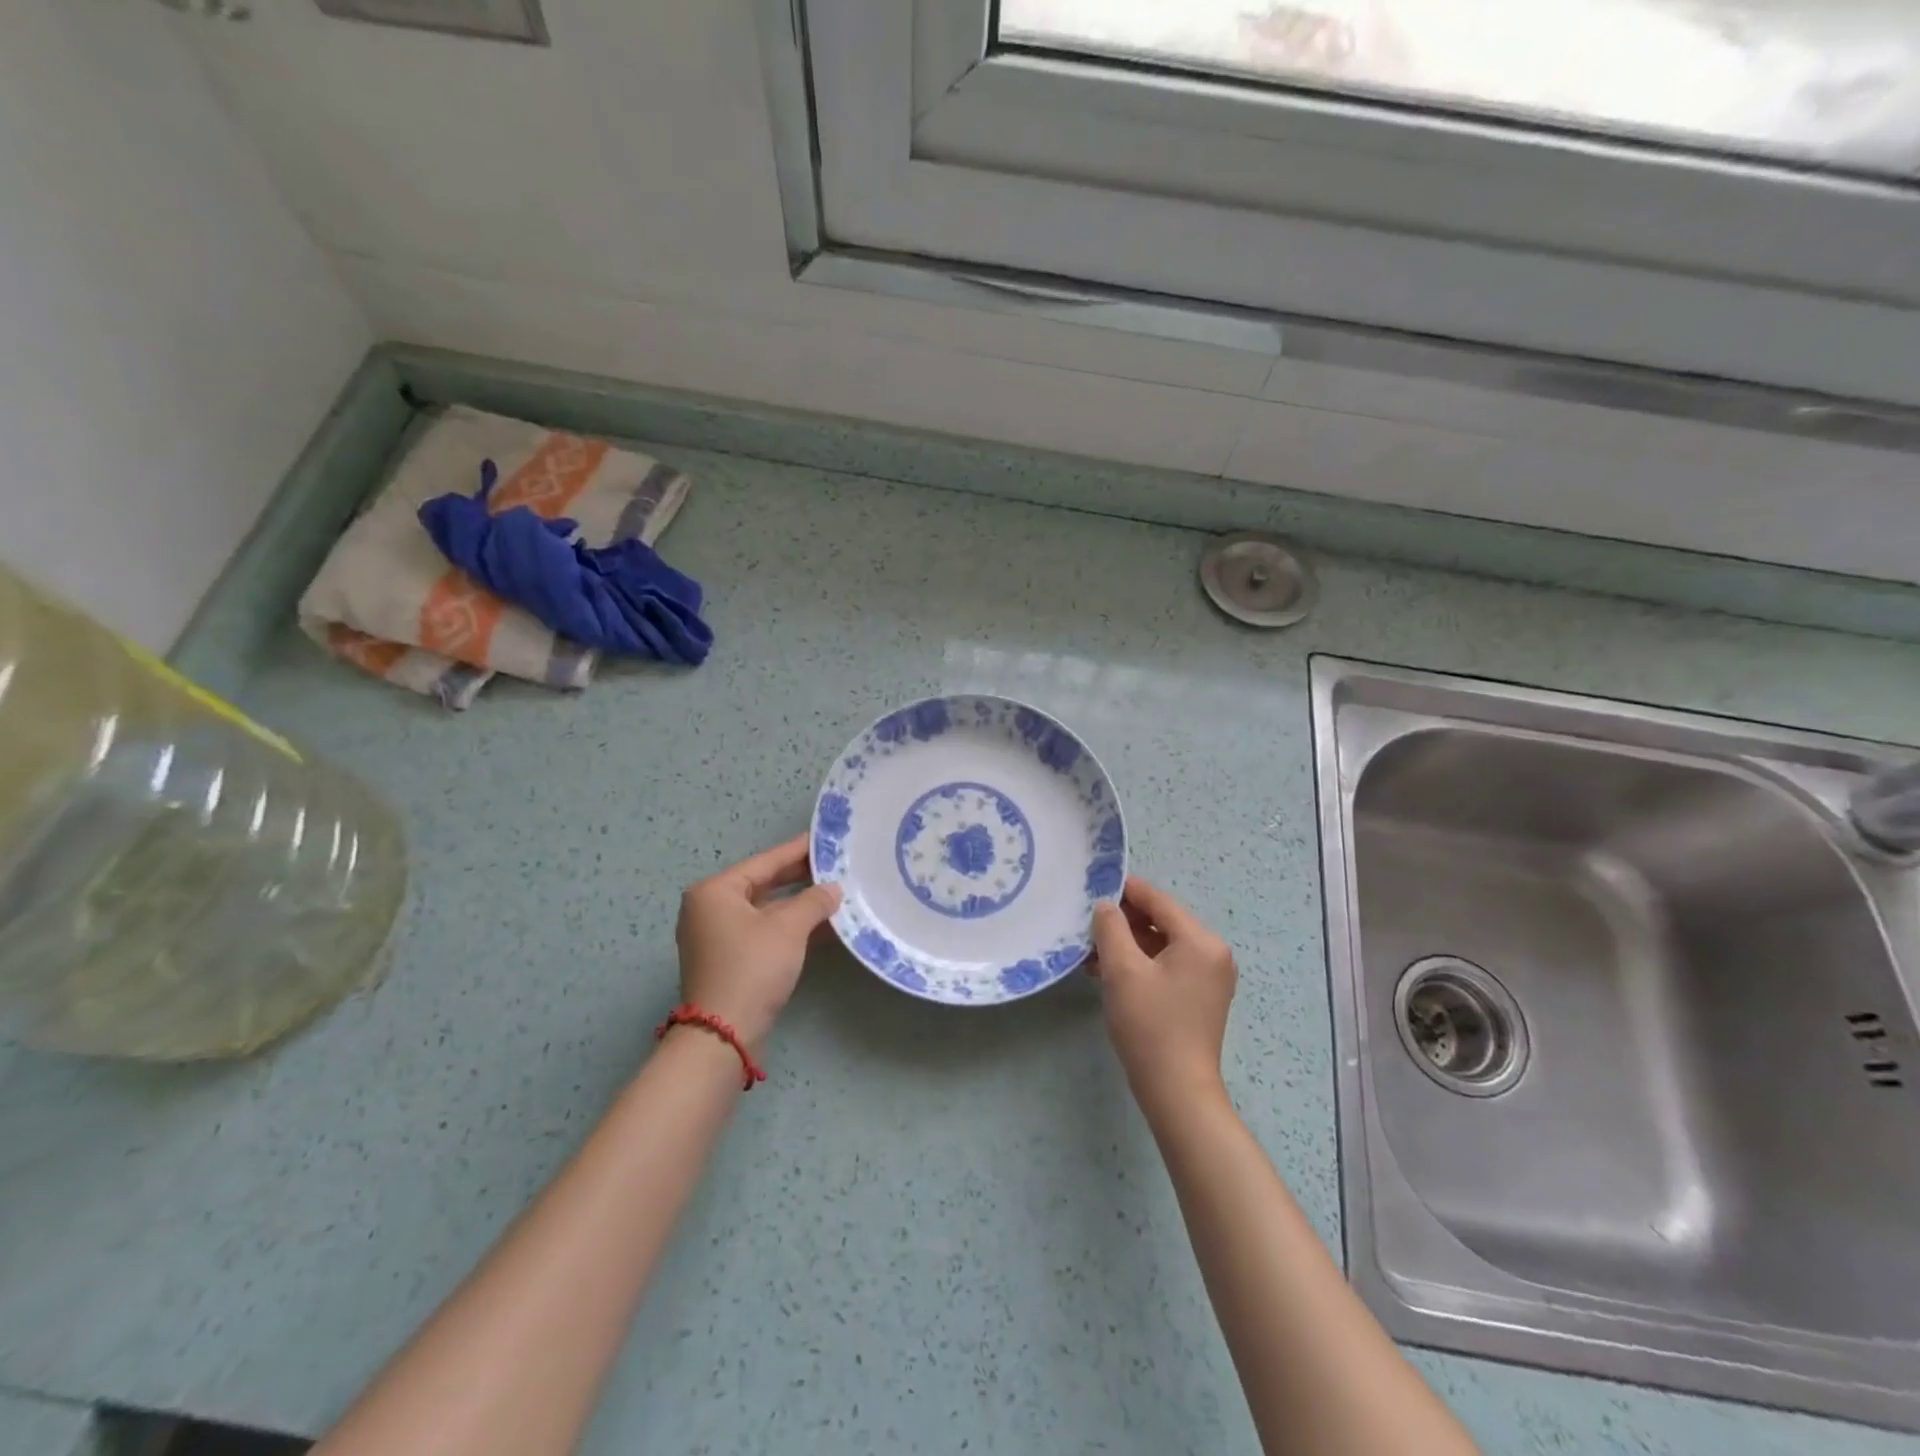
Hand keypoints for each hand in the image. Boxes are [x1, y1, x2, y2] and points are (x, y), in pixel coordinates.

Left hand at [675, 834, 841, 1052]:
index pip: (764, 862)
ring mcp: (716, 937)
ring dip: (799, 906)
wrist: (723, 1035)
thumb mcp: (789, 928)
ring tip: (836, 895)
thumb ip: (814, 901)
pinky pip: (763, 933)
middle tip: (835, 866)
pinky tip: (823, 928)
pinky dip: (790, 929)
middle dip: (799, 879)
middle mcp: (709, 909)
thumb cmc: (752, 968)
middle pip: (763, 884)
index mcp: (715, 892)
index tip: (823, 839)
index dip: (797, 850)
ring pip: (765, 911)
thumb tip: (833, 889)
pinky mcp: (728, 961)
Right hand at [1091, 877, 1236, 1108]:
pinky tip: (1109, 972)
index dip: (1126, 891)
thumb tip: (1106, 905)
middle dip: (1124, 921)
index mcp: (1201, 941)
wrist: (1177, 1091)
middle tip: (1088, 924)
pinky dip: (1140, 964)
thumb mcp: (1123, 970)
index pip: (1159, 901)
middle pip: (1162, 922)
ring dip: (1128, 944)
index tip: (1094, 885)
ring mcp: (1209, 977)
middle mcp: (1213, 953)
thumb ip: (1111, 928)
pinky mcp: (1200, 997)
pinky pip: (1167, 966)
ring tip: (1091, 951)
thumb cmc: (1150, 1025)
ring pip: (1162, 945)